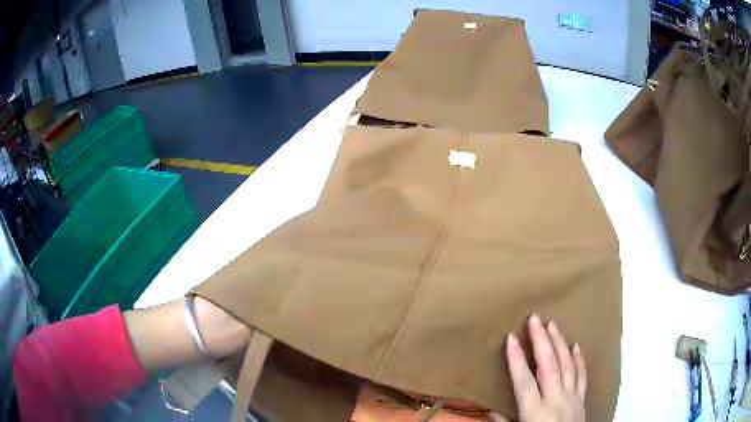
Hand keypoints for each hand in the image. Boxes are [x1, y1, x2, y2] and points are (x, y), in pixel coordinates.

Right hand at [491, 315, 586, 421]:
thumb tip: (492, 411)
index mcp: (535, 413)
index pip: (524, 382)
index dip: (516, 360)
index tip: (511, 338)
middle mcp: (556, 401)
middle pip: (549, 367)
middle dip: (541, 341)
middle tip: (535, 319)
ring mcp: (572, 398)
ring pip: (567, 365)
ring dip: (560, 344)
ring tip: (553, 325)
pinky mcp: (582, 400)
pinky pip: (582, 376)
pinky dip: (579, 360)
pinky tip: (576, 346)